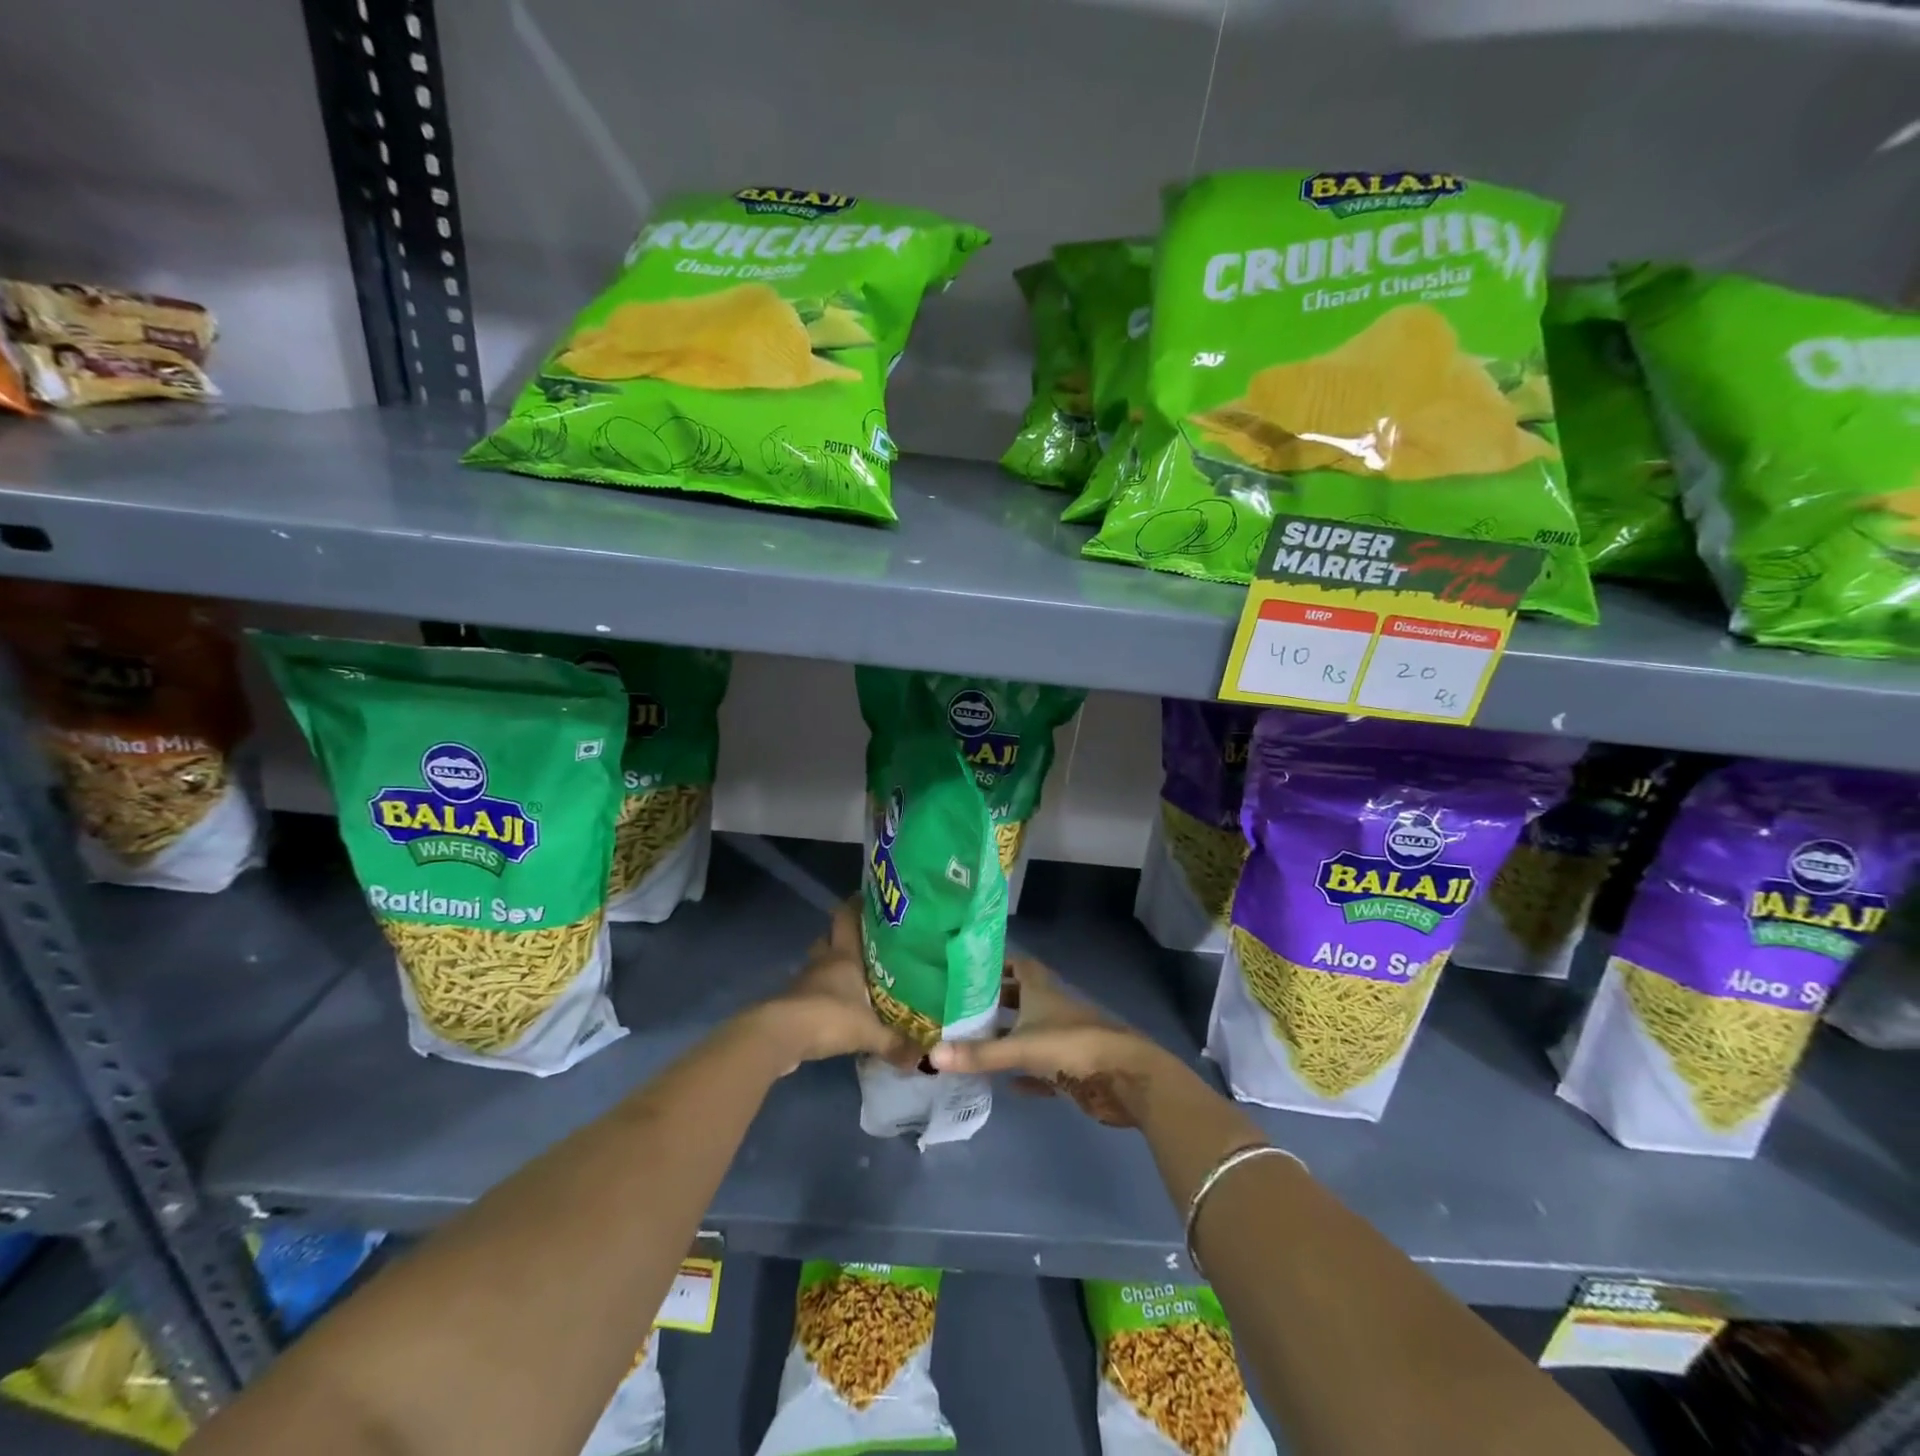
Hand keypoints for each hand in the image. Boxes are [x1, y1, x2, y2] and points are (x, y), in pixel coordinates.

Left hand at [753, 901, 915, 1070]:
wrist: (780, 1035)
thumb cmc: (829, 1017)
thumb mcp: (869, 1032)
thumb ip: (894, 1043)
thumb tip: (922, 1058)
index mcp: (844, 957)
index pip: (847, 919)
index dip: (855, 906)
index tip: (865, 898)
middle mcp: (823, 963)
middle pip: (829, 939)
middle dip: (842, 939)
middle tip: (864, 945)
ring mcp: (804, 982)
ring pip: (818, 965)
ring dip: (829, 969)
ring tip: (851, 978)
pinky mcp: (792, 1003)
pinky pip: (810, 992)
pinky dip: (820, 995)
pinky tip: (834, 1008)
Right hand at [930, 954, 1168, 1126]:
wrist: (1126, 1078)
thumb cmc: (1073, 1047)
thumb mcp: (1022, 1047)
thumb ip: (979, 1054)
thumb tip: (932, 1054)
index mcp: (1042, 991)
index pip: (1018, 965)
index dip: (997, 964)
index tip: (969, 969)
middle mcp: (1052, 1008)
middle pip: (1020, 998)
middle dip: (995, 1001)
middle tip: (960, 1008)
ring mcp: (1063, 1039)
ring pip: (1030, 1032)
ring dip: (1007, 1037)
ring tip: (972, 1043)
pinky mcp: (1072, 1069)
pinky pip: (1042, 1069)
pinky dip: (1025, 1074)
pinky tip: (1006, 1085)